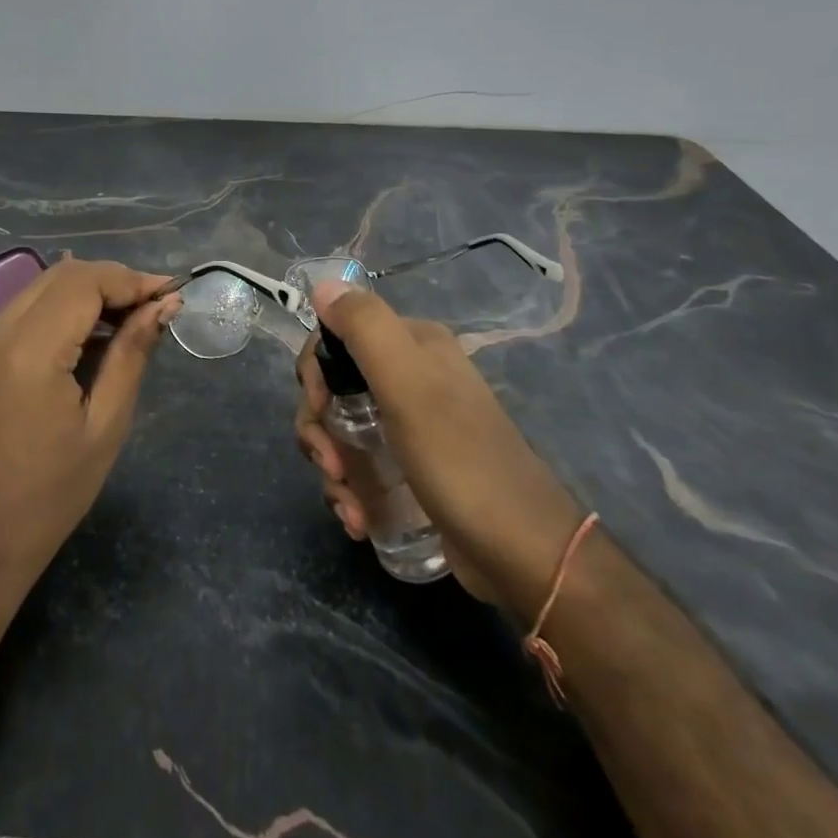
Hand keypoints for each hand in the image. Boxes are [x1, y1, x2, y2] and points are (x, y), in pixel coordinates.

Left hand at [0, 258, 177, 601]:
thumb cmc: (48, 497)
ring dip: (88, 292)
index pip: (84, 282)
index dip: (131, 280)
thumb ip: (132, 354)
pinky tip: (91, 336)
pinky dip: (62, 310)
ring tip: (131, 319)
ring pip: (42, 287)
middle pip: (62, 275)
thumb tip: (163, 305)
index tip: (170, 295)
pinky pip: (24, 311)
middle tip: (154, 306)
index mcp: (28, 351)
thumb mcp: (105, 425)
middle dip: (112, 280)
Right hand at [294, 282, 583, 612]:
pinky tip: (358, 519)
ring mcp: (410, 423)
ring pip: (341, 429)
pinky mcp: (410, 466)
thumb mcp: (409, 386)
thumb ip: (366, 328)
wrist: (522, 552)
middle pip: (333, 387)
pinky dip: (349, 490)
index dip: (315, 373)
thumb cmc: (461, 461)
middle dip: (319, 428)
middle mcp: (411, 375)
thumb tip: (324, 285)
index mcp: (413, 344)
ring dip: (331, 466)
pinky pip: (360, 463)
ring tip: (349, 507)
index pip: (337, 336)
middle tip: (330, 466)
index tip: (320, 411)